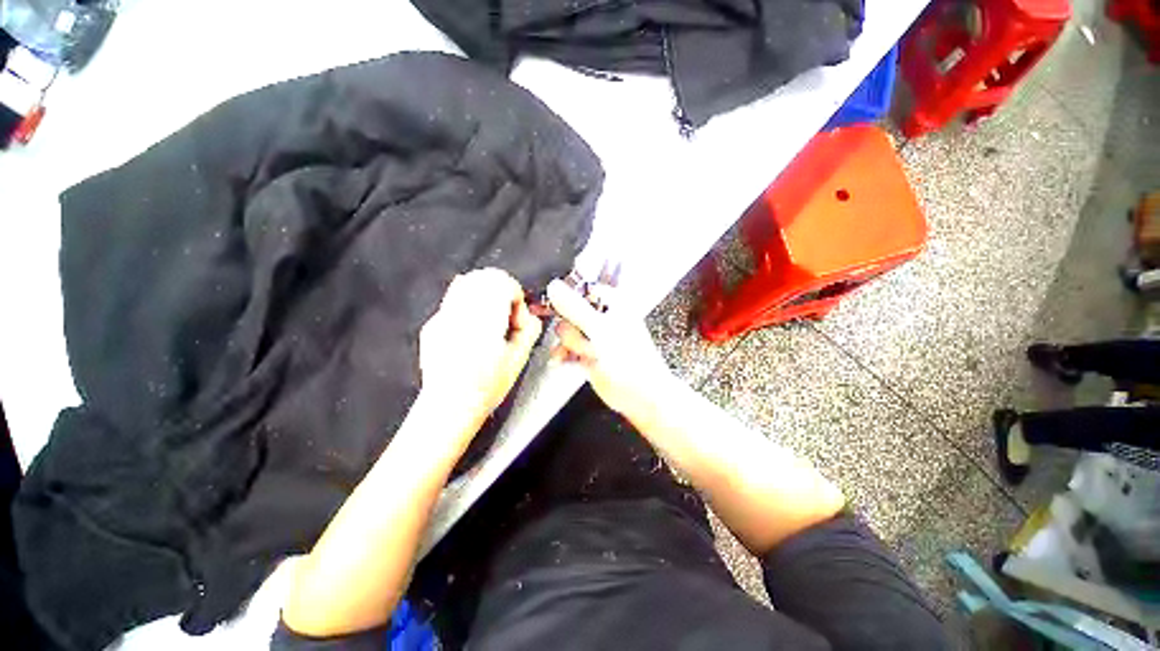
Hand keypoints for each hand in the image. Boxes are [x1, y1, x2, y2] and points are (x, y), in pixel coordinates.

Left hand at [419, 269, 541, 426]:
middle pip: (483, 276)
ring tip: (490, 320)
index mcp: (485, 315)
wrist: (448, 407)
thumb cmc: (485, 386)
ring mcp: (442, 316)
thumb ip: (530, 330)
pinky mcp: (432, 325)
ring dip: (484, 294)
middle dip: (500, 290)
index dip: (515, 295)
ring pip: (466, 283)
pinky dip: (467, 304)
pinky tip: (472, 327)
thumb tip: (530, 317)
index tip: (517, 317)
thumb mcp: (519, 359)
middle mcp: (461, 309)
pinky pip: (453, 301)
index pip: (502, 281)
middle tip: (506, 315)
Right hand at [546, 280, 675, 422]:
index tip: (555, 309)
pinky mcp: (588, 352)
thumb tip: (553, 286)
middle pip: (569, 311)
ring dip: (569, 344)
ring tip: (586, 355)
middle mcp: (602, 315)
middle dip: (572, 329)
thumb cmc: (629, 360)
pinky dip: (563, 354)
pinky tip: (561, 361)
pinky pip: (567, 347)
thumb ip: (575, 308)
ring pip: (567, 330)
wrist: (641, 396)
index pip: (580, 289)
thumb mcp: (599, 329)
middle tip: (586, 341)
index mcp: (612, 302)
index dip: (564, 298)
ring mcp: (594, 335)